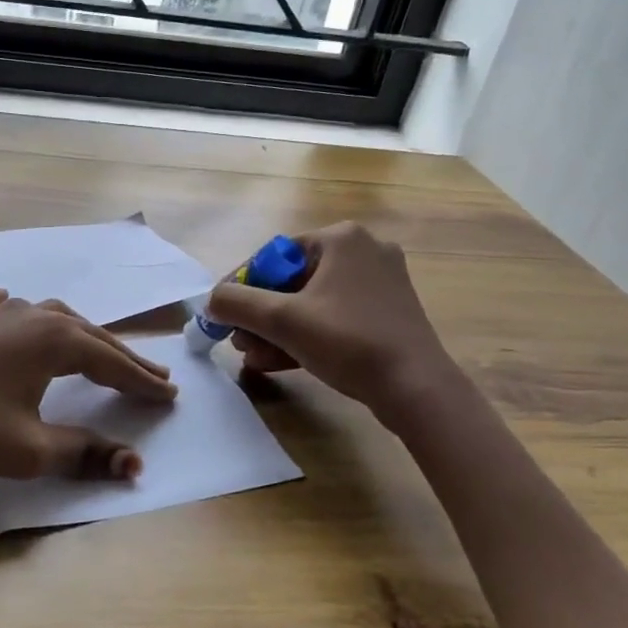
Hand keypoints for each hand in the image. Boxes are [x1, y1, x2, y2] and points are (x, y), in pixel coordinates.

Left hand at [0, 288, 176, 484]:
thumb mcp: (31, 449)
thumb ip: (84, 453)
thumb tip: (135, 466)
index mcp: (55, 340)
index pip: (112, 362)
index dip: (142, 382)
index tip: (170, 396)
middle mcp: (31, 316)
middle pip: (89, 336)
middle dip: (122, 357)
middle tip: (152, 376)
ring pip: (49, 316)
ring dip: (79, 334)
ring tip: (97, 347)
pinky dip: (2, 304)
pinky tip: (5, 299)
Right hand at [203, 221, 451, 413]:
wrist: (416, 388)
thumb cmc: (348, 341)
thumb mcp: (282, 321)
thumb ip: (237, 304)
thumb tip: (211, 301)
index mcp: (341, 238)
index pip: (274, 256)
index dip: (242, 286)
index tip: (222, 315)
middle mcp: (363, 251)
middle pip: (292, 281)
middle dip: (261, 316)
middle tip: (240, 342)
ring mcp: (380, 283)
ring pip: (312, 303)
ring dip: (278, 331)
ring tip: (254, 357)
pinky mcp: (388, 313)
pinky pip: (335, 317)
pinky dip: (307, 336)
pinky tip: (279, 363)